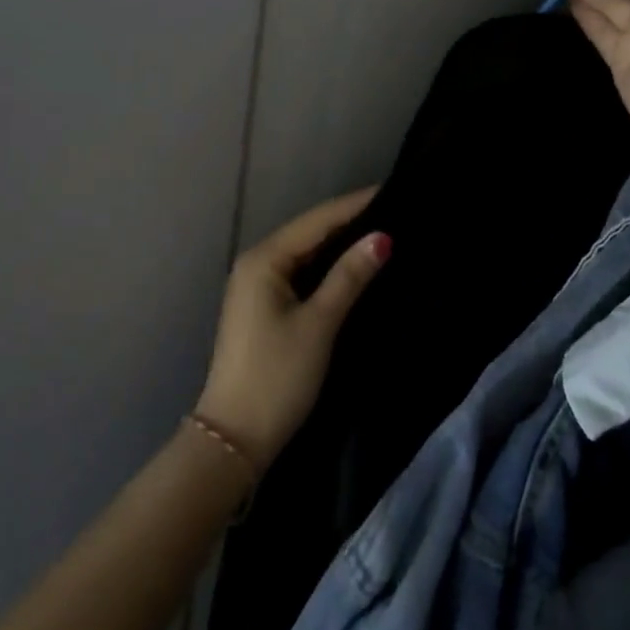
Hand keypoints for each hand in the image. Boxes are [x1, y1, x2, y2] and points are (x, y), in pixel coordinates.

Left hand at [194, 189, 389, 471]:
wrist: (234, 439)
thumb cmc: (278, 376)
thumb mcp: (319, 324)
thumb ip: (349, 277)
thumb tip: (383, 237)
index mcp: (264, 259)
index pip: (317, 220)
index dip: (355, 205)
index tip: (393, 189)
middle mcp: (257, 262)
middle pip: (310, 231)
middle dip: (349, 221)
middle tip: (395, 210)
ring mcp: (257, 285)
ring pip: (306, 252)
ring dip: (340, 243)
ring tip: (383, 231)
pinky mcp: (264, 306)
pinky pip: (301, 271)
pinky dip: (327, 266)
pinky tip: (354, 265)